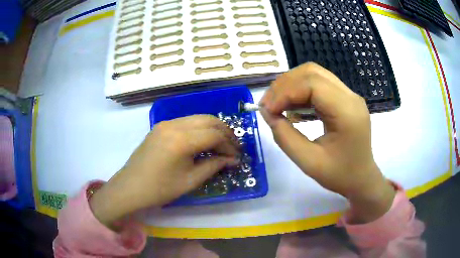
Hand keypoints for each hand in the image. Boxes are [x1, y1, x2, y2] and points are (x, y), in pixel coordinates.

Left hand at [90, 115, 239, 226]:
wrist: (131, 187)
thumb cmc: (160, 189)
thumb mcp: (191, 181)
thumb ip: (214, 166)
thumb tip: (232, 159)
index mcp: (181, 140)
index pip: (215, 135)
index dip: (229, 145)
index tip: (236, 157)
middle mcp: (174, 124)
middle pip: (209, 120)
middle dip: (225, 132)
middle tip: (233, 147)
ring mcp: (166, 123)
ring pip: (198, 118)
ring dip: (213, 128)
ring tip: (221, 144)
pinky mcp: (161, 126)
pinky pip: (186, 121)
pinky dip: (200, 128)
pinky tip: (202, 141)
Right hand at [260, 62, 394, 222]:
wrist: (361, 178)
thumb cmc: (339, 175)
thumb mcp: (309, 162)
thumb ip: (285, 137)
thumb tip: (267, 113)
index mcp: (347, 112)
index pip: (312, 84)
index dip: (285, 92)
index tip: (267, 110)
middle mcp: (350, 97)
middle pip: (312, 72)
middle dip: (285, 84)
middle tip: (268, 105)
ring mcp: (349, 95)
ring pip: (314, 74)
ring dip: (291, 85)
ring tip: (276, 104)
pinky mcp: (345, 98)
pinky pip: (319, 84)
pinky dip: (300, 90)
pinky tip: (291, 106)